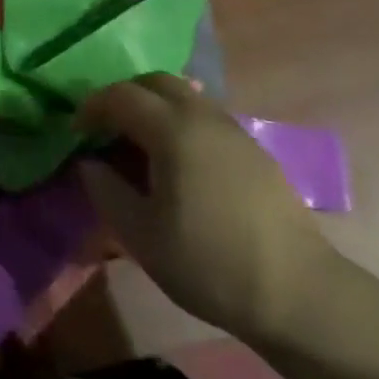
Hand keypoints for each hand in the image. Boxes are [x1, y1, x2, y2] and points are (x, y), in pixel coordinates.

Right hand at [77, 75, 343, 346]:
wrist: (302, 297)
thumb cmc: (210, 263)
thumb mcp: (141, 235)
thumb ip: (106, 190)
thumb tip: (89, 164)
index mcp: (172, 129)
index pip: (120, 95)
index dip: (91, 107)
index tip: (76, 132)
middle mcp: (203, 117)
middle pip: (155, 82)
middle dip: (124, 96)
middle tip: (107, 128)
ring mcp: (235, 131)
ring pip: (185, 96)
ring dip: (155, 108)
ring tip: (141, 146)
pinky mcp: (255, 152)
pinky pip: (206, 118)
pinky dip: (181, 123)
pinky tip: (179, 164)